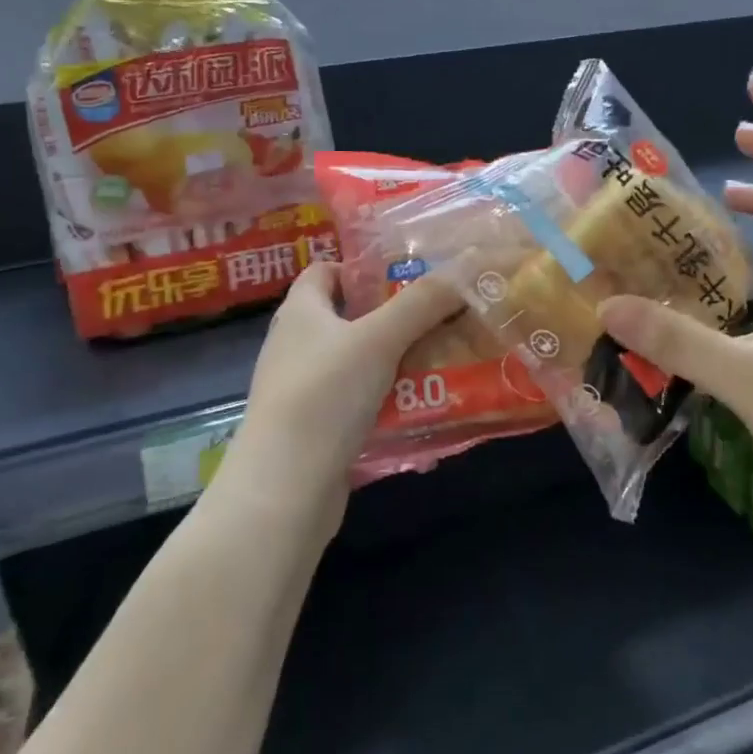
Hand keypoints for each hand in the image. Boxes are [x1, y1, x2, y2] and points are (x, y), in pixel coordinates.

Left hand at [223, 264, 463, 520]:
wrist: (285, 488)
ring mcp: (304, 390)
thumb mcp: (379, 339)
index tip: (408, 276)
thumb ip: (422, 303)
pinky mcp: (316, 429)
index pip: (325, 271)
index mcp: (300, 312)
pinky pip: (359, 405)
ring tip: (445, 361)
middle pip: (350, 318)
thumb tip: (466, 266)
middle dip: (395, 318)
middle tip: (442, 319)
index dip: (362, 268)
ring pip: (359, 364)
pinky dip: (388, 403)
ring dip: (397, 363)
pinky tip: (423, 409)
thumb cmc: (324, 394)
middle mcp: (296, 345)